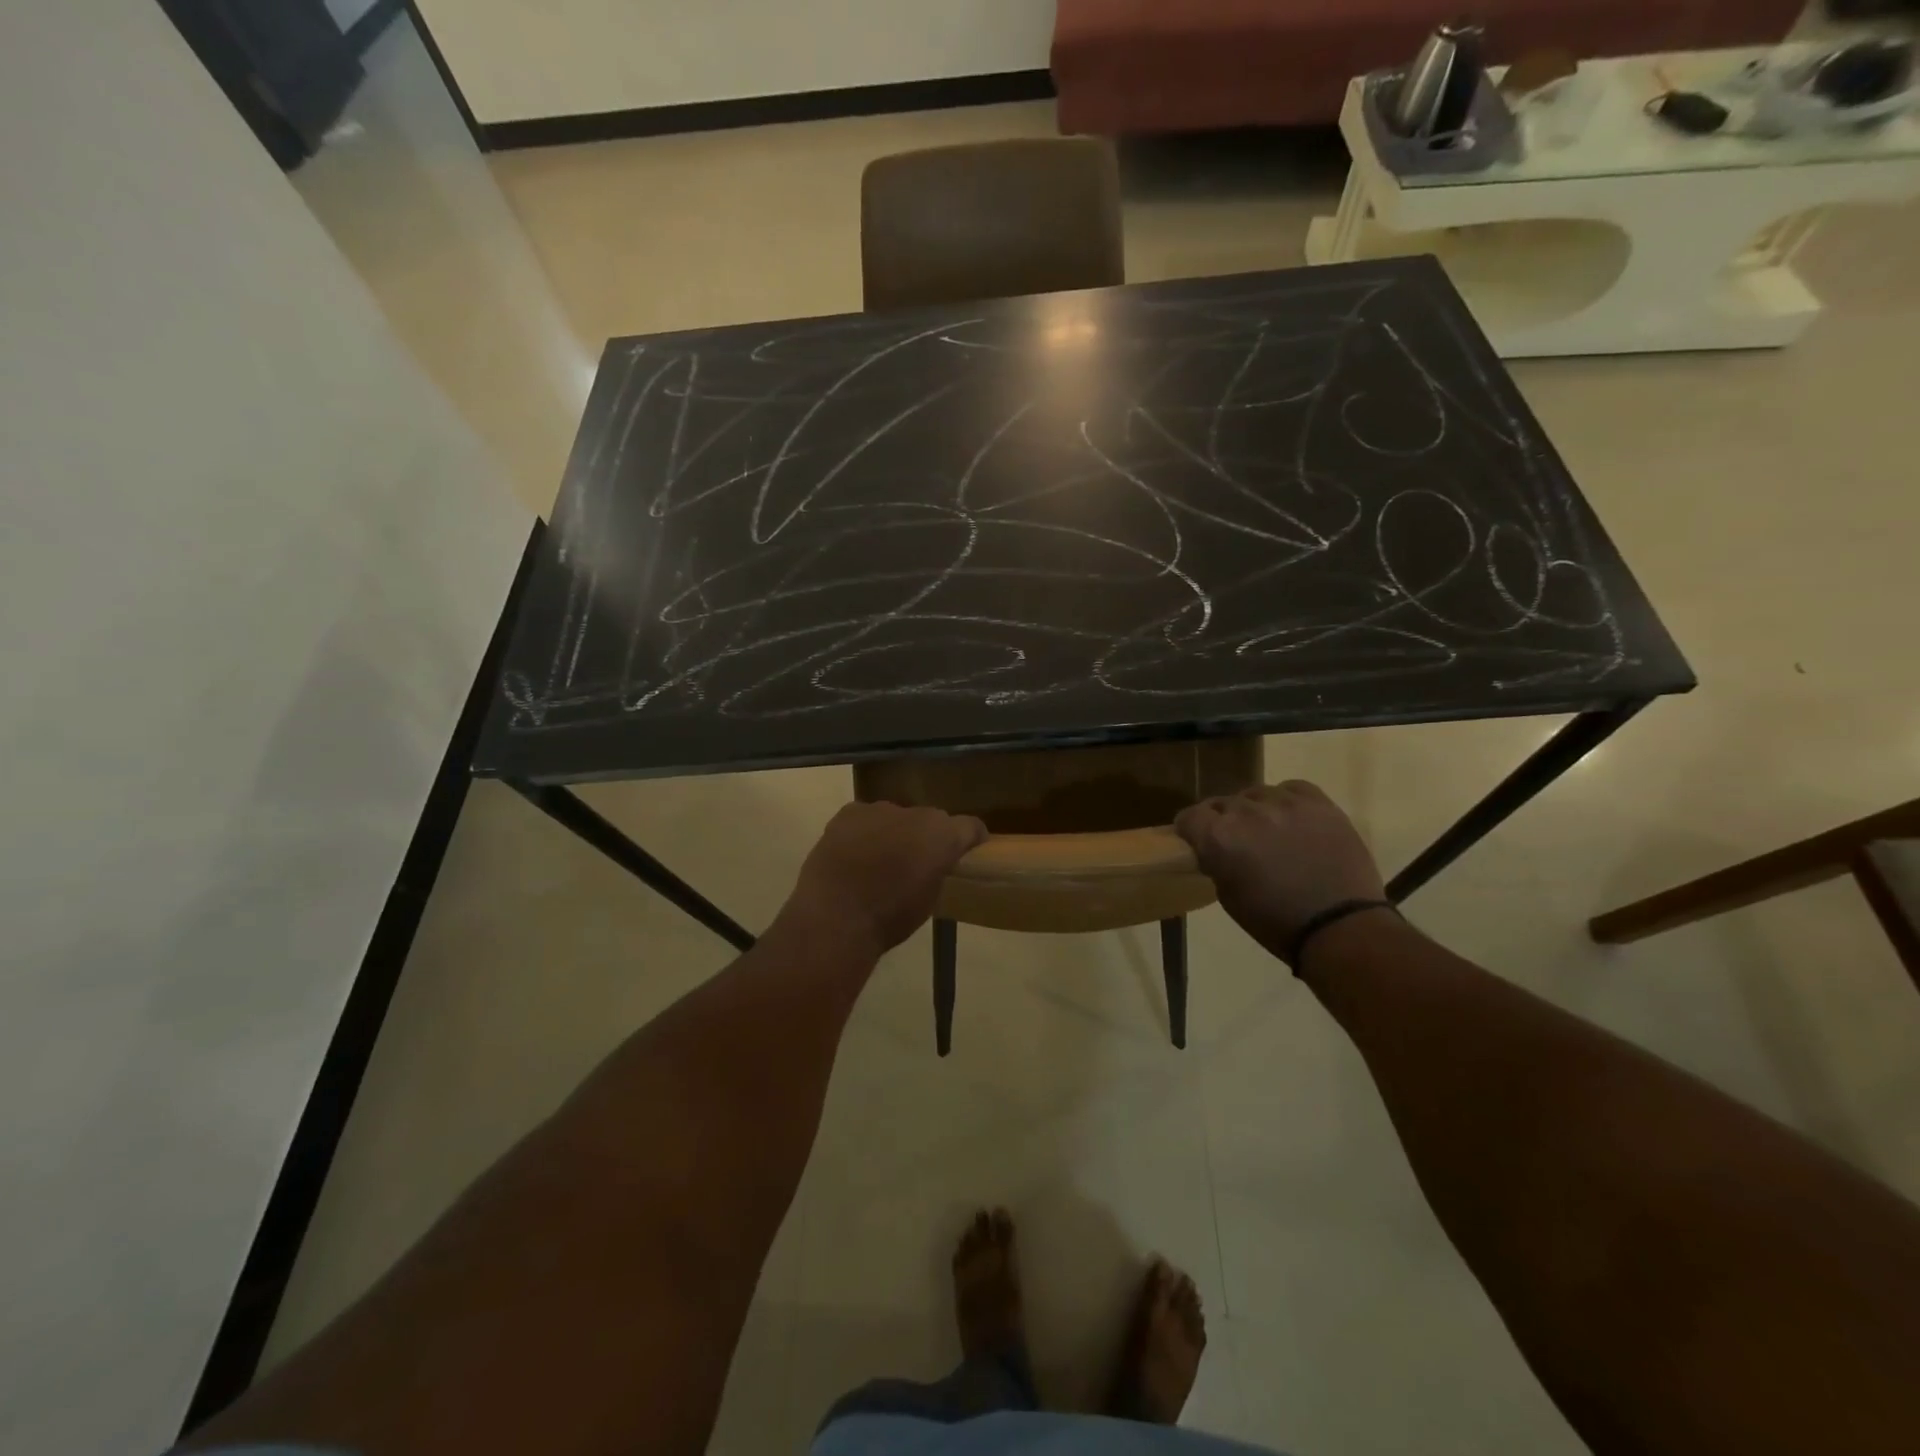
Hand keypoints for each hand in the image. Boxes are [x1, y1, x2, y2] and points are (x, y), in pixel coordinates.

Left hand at [789, 801, 988, 956]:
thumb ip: (937, 872)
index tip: (966, 854)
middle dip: (927, 837)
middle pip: (930, 820)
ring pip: (896, 817)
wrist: (836, 918)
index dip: (971, 840)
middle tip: (916, 862)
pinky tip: (854, 855)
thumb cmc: (891, 918)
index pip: (970, 827)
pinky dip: (865, 832)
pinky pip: (865, 818)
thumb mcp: (929, 900)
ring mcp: (879, 809)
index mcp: (942, 835)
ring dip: (894, 833)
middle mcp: (916, 812)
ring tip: (880, 861)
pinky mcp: (848, 813)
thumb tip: (932, 865)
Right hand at [1175, 782, 1386, 957]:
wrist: (1340, 928)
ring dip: (1256, 810)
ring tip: (1269, 831)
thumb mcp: (1228, 896)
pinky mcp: (1319, 803)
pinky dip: (1286, 800)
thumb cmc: (1275, 922)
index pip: (1190, 816)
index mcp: (1220, 837)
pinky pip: (1292, 788)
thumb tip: (1215, 849)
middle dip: (1225, 821)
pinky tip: (1293, 819)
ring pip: (1257, 794)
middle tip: (1238, 842)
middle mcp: (1247, 812)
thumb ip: (1216, 861)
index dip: (1191, 829)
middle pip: (1223, 803)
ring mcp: (1284, 803)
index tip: (1197, 840)